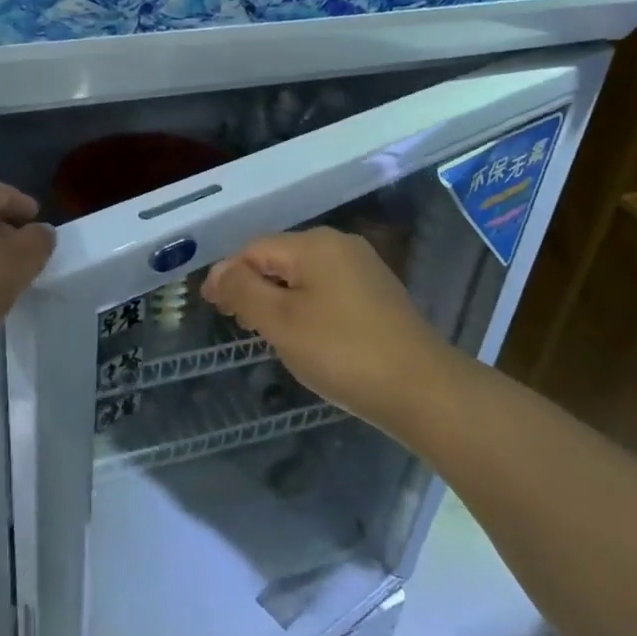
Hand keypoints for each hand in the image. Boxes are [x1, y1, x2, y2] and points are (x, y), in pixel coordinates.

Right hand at [204, 227, 443, 429]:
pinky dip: (306, 306)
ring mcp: (363, 268)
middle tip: (238, 324)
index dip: (227, 275)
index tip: (212, 309)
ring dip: (278, 298)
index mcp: (314, 244)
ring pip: (303, 274)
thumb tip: (217, 271)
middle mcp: (340, 245)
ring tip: (268, 333)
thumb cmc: (343, 353)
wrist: (424, 391)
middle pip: (279, 258)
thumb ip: (242, 290)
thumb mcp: (281, 322)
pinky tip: (307, 336)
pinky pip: (327, 289)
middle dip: (253, 286)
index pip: (253, 249)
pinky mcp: (378, 293)